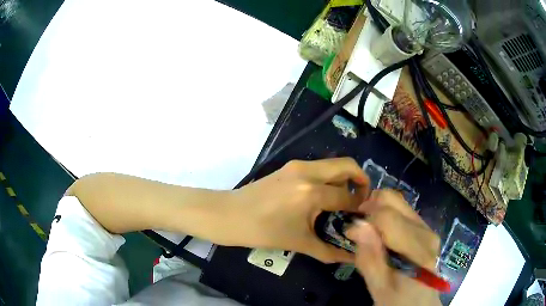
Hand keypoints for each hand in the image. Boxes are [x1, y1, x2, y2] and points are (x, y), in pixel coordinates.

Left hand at [222, 158, 368, 262]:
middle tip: (362, 200)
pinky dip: (330, 177)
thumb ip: (329, 251)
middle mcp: (308, 172)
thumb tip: (351, 258)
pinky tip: (325, 196)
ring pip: (333, 164)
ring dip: (345, 178)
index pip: (348, 197)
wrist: (229, 215)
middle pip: (347, 165)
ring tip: (345, 200)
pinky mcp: (289, 166)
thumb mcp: (299, 243)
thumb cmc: (262, 232)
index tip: (365, 215)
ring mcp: (297, 166)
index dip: (360, 207)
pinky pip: (319, 167)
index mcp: (312, 193)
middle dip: (361, 180)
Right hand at [346, 190, 441, 305]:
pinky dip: (386, 215)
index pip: (387, 218)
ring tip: (369, 232)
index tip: (350, 235)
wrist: (420, 303)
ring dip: (377, 210)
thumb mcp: (379, 287)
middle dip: (370, 208)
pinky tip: (381, 234)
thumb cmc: (398, 300)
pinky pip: (402, 210)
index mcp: (417, 250)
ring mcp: (428, 227)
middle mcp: (426, 232)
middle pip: (393, 201)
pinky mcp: (425, 228)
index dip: (364, 220)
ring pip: (397, 201)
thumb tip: (357, 225)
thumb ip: (370, 258)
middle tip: (358, 229)